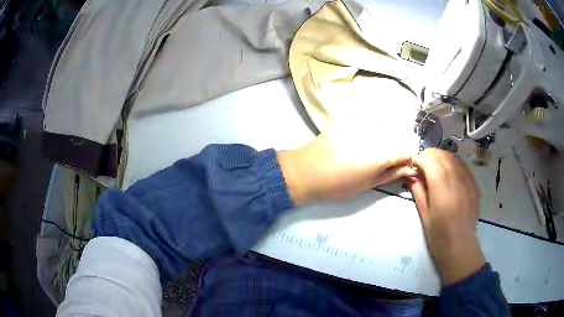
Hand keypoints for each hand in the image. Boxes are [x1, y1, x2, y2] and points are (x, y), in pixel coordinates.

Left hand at [278, 119, 418, 203]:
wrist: (303, 171)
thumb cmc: (335, 185)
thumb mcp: (366, 185)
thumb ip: (391, 174)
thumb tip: (409, 168)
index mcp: (380, 152)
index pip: (409, 148)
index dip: (408, 158)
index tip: (401, 166)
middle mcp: (374, 133)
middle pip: (398, 136)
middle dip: (397, 148)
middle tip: (384, 163)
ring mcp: (360, 123)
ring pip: (384, 129)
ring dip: (384, 141)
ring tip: (367, 154)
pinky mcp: (348, 120)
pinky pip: (368, 124)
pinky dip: (369, 134)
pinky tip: (356, 145)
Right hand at [409, 148, 485, 284]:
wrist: (460, 245)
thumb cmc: (438, 234)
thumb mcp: (424, 214)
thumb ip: (419, 191)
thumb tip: (412, 175)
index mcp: (442, 190)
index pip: (431, 161)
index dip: (421, 158)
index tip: (414, 164)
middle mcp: (456, 180)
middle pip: (443, 155)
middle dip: (430, 155)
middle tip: (423, 165)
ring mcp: (468, 181)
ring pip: (454, 157)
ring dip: (442, 157)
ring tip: (435, 168)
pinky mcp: (474, 184)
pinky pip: (463, 165)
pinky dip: (453, 163)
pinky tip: (448, 173)